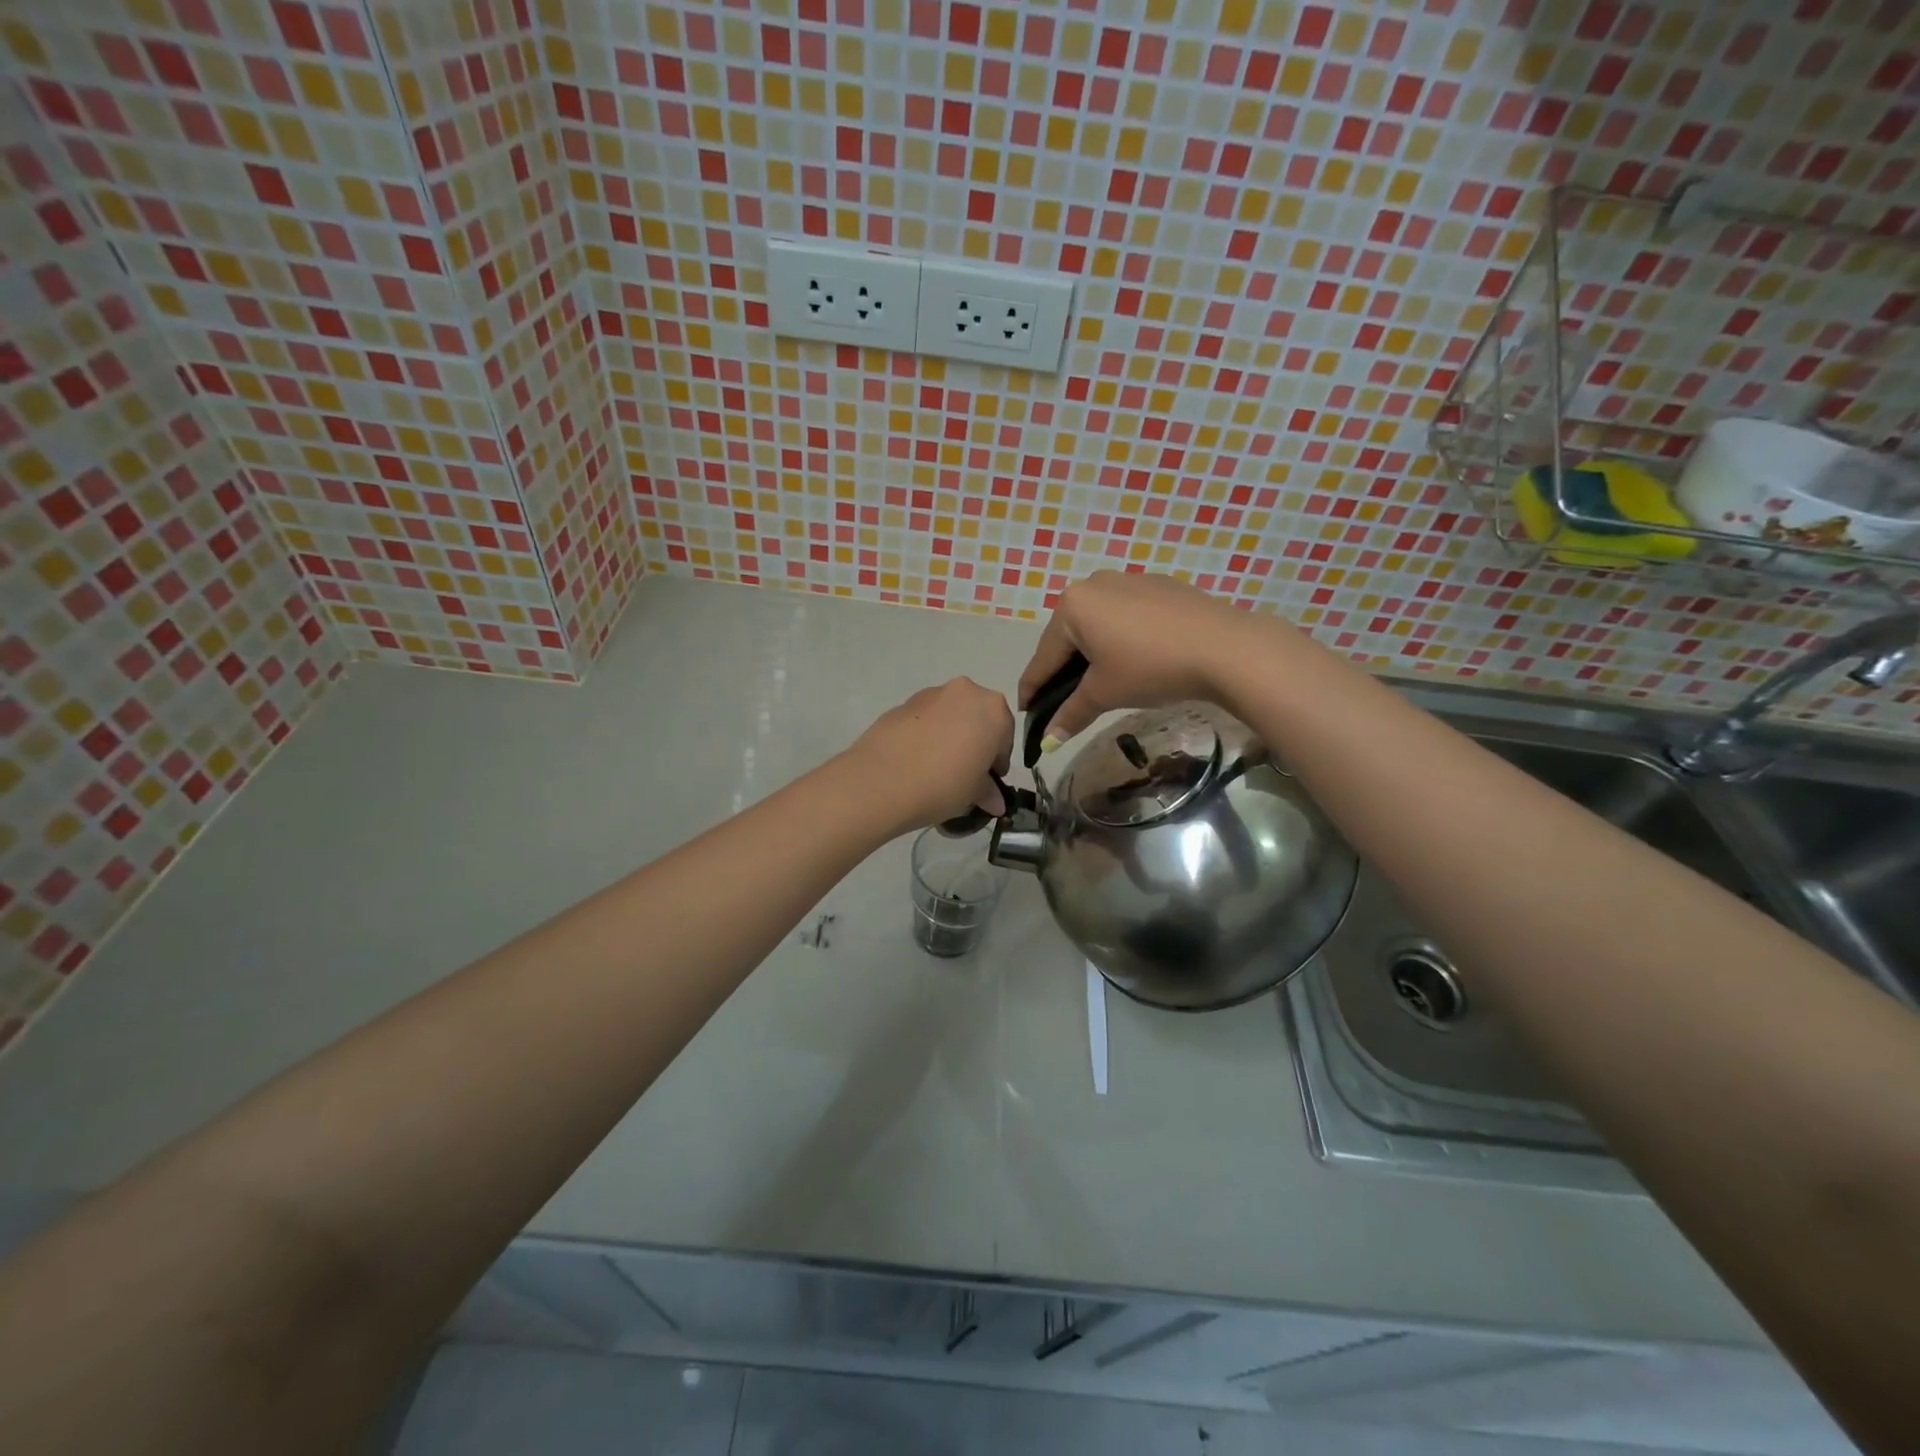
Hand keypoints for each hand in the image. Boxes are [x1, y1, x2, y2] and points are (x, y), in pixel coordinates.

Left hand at [846, 678, 1013, 832]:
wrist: (881, 780)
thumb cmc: (943, 784)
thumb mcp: (973, 794)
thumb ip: (988, 792)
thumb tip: (995, 802)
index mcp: (993, 709)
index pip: (1005, 736)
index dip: (997, 762)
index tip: (988, 783)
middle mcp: (965, 692)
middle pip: (978, 718)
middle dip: (975, 743)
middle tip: (964, 774)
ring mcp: (930, 694)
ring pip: (950, 715)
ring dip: (950, 736)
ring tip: (936, 769)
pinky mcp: (902, 704)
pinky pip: (925, 720)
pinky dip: (926, 735)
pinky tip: (915, 762)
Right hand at [1018, 571, 1269, 741]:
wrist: (1224, 647)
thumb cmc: (1150, 667)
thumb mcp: (1104, 694)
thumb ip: (1070, 714)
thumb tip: (1047, 742)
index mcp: (1072, 606)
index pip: (1043, 657)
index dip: (1032, 689)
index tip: (1026, 712)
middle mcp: (1094, 584)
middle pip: (1069, 637)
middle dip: (1063, 670)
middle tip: (1062, 701)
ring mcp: (1129, 580)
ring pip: (1098, 624)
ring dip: (1093, 653)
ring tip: (1099, 682)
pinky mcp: (1160, 585)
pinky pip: (1126, 615)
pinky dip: (1121, 638)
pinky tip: (1135, 659)